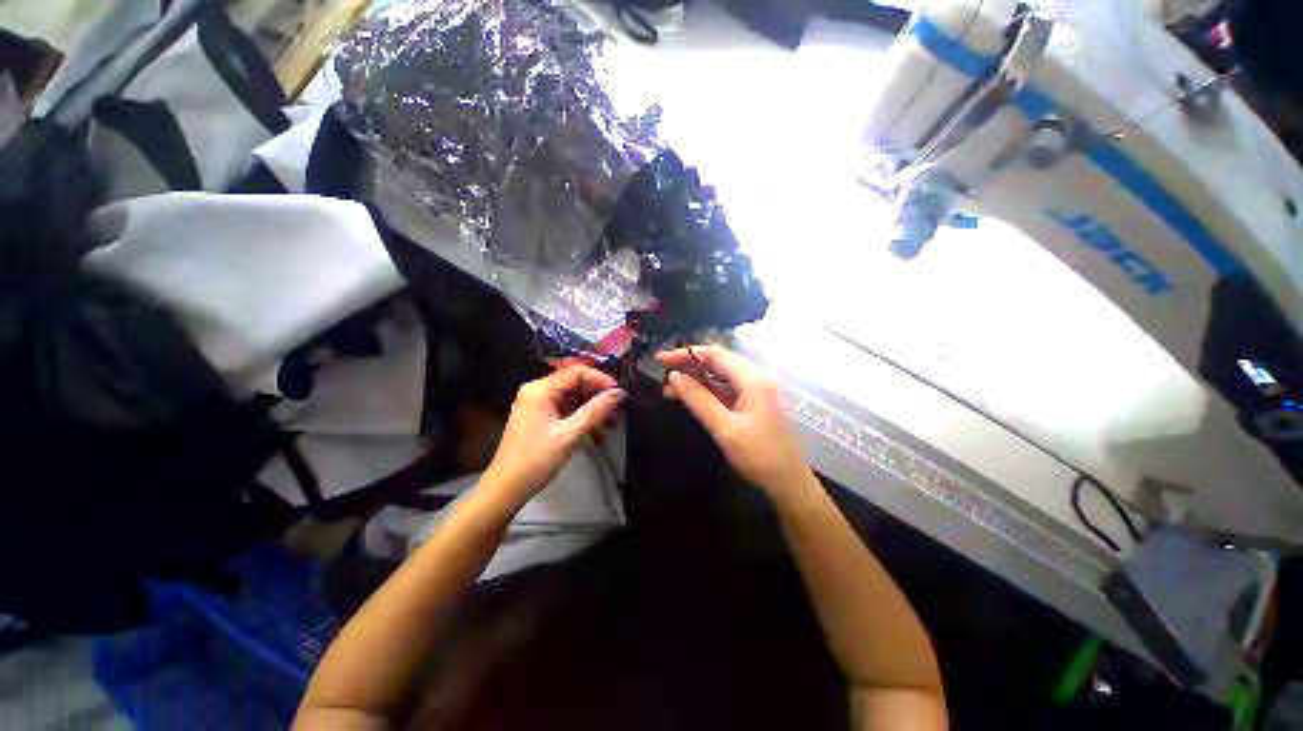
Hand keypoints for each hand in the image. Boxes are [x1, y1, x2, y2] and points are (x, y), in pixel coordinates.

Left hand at [483, 366, 624, 503]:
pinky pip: (563, 407)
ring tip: (609, 420)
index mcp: (540, 389)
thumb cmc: (537, 459)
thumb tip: (619, 393)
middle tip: (617, 407)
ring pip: (570, 396)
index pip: (575, 372)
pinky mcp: (537, 416)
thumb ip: (596, 411)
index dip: (599, 378)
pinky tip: (594, 427)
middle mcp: (536, 390)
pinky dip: (579, 414)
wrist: (506, 488)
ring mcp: (535, 403)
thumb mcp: (570, 435)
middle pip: (573, 382)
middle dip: (596, 393)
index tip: (618, 391)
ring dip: (590, 405)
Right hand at [657, 345, 810, 495]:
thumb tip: (674, 377)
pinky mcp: (754, 401)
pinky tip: (690, 398)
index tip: (660, 360)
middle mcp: (756, 378)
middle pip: (718, 361)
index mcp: (753, 379)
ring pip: (720, 375)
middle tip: (662, 378)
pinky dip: (707, 390)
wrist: (789, 482)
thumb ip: (698, 399)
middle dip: (689, 366)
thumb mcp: (724, 428)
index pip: (715, 354)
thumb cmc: (758, 456)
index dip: (686, 354)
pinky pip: (726, 388)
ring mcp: (756, 389)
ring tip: (670, 391)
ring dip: (696, 379)